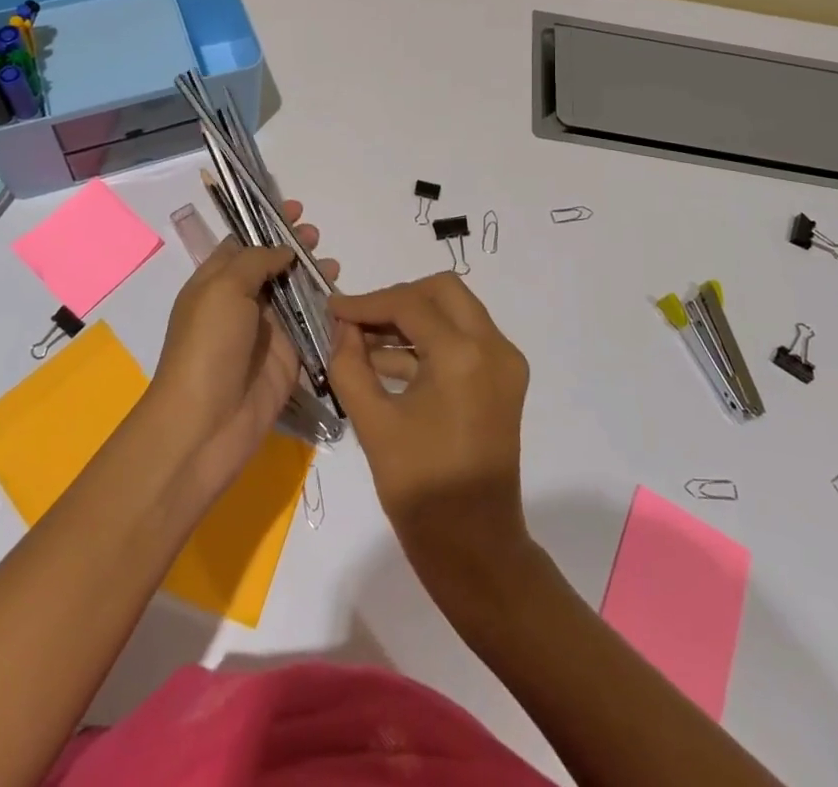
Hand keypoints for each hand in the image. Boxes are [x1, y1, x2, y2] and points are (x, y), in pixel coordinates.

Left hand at [147, 201, 338, 504]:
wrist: (206, 424)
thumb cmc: (208, 346)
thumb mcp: (223, 288)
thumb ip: (256, 260)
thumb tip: (282, 250)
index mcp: (215, 282)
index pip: (243, 243)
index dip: (267, 224)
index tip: (295, 208)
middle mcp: (240, 302)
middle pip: (272, 266)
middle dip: (294, 247)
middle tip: (315, 235)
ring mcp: (265, 331)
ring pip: (294, 294)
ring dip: (312, 276)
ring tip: (331, 264)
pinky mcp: (288, 358)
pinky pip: (311, 327)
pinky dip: (326, 311)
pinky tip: (341, 299)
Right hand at [328, 273, 531, 596]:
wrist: (475, 548)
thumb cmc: (420, 490)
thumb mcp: (372, 423)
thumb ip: (350, 364)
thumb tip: (342, 327)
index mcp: (463, 355)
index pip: (409, 304)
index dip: (366, 303)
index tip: (332, 308)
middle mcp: (493, 347)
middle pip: (442, 290)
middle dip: (397, 298)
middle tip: (358, 319)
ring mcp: (505, 362)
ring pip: (456, 311)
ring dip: (413, 318)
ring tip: (364, 339)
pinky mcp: (504, 379)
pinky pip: (464, 338)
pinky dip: (429, 340)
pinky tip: (388, 360)